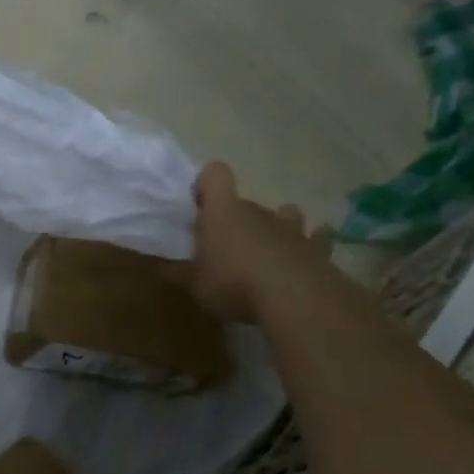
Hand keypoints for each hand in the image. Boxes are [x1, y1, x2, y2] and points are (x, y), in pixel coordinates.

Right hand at [190, 161, 319, 322]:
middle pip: (244, 202)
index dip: (206, 183)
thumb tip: (156, 265)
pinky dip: (313, 243)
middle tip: (225, 247)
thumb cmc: (233, 283)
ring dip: (275, 226)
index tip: (199, 204)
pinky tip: (307, 256)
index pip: (215, 174)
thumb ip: (176, 272)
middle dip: (235, 218)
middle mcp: (257, 210)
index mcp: (222, 212)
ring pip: (284, 214)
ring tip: (266, 249)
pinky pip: (317, 238)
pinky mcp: (316, 248)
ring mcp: (290, 227)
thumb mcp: (194, 284)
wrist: (294, 298)